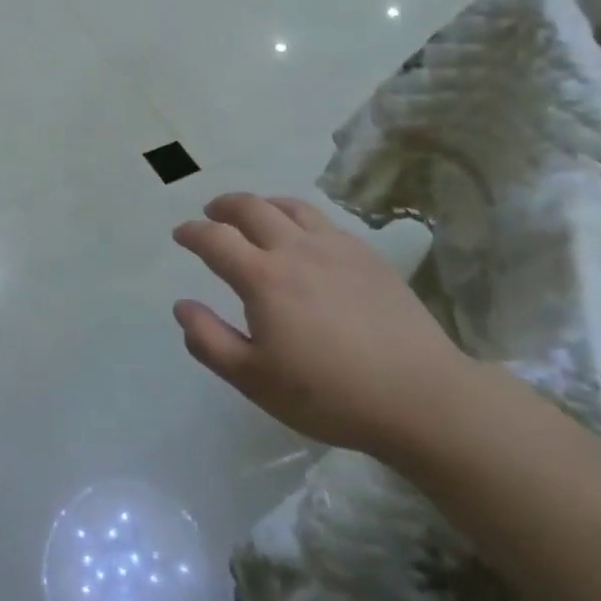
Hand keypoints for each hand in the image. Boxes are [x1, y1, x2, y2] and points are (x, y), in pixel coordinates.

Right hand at [172, 194, 468, 459]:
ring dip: (263, 204)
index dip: (192, 232)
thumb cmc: (329, 394)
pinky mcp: (368, 256)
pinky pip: (324, 221)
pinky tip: (304, 236)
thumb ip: (209, 340)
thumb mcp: (254, 379)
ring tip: (255, 214)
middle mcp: (296, 249)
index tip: (181, 234)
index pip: (215, 239)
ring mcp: (336, 247)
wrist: (419, 396)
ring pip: (290, 207)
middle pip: (251, 208)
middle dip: (224, 206)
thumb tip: (182, 306)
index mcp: (263, 278)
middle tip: (212, 213)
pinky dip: (299, 217)